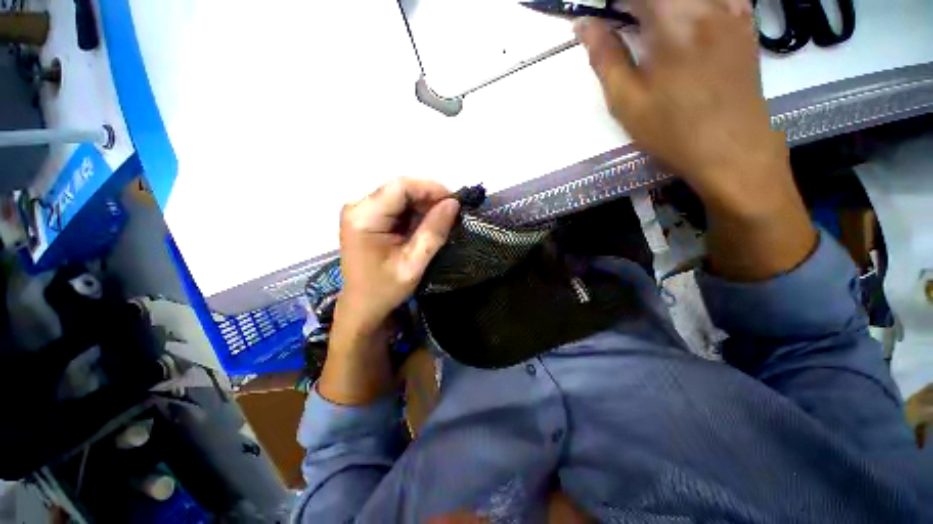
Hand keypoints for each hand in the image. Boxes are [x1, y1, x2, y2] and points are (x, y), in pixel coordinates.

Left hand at [320, 179, 458, 404]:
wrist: (362, 306)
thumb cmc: (385, 289)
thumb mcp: (414, 263)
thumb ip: (433, 232)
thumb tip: (453, 203)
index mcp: (363, 217)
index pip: (400, 187)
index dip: (430, 189)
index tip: (454, 202)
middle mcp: (357, 207)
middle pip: (400, 189)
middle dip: (429, 199)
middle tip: (451, 214)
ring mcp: (361, 211)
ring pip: (400, 196)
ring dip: (423, 206)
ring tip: (442, 221)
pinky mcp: (367, 218)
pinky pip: (396, 206)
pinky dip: (414, 213)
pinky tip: (426, 226)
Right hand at [574, 0, 792, 214]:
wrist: (730, 147)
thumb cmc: (672, 130)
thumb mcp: (626, 101)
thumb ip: (605, 58)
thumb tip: (584, 25)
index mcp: (672, 19)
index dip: (614, 3)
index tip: (603, 16)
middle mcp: (706, 2)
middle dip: (635, 4)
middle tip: (622, 22)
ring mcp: (732, 6)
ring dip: (662, 6)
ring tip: (649, 25)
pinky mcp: (745, 18)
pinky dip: (690, 5)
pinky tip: (684, 21)